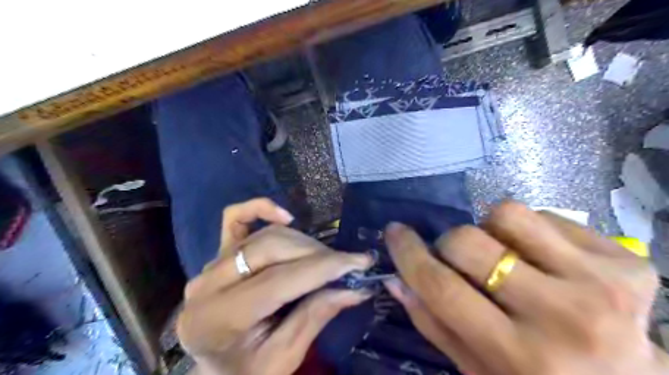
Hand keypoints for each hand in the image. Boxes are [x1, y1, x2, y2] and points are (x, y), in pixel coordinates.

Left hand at [176, 197, 375, 372]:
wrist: (217, 369)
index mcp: (217, 319)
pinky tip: (286, 217)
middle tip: (346, 264)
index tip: (359, 262)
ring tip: (325, 259)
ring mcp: (209, 263)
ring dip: (302, 242)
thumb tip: (355, 287)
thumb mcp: (283, 359)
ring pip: (265, 235)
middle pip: (271, 249)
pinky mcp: (216, 251)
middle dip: (317, 254)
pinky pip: (235, 217)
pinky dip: (261, 209)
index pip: (279, 280)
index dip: (323, 268)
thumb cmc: (248, 369)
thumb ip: (315, 317)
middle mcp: (207, 284)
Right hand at [384, 201, 664, 374]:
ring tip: (502, 255)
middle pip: (468, 241)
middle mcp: (564, 317)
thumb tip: (396, 278)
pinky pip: (546, 216)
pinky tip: (541, 259)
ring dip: (489, 230)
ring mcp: (602, 283)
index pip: (442, 287)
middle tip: (457, 259)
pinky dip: (528, 231)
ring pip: (507, 214)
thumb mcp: (477, 368)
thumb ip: (432, 322)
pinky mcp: (626, 260)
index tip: (394, 232)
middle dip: (448, 243)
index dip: (409, 253)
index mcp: (520, 356)